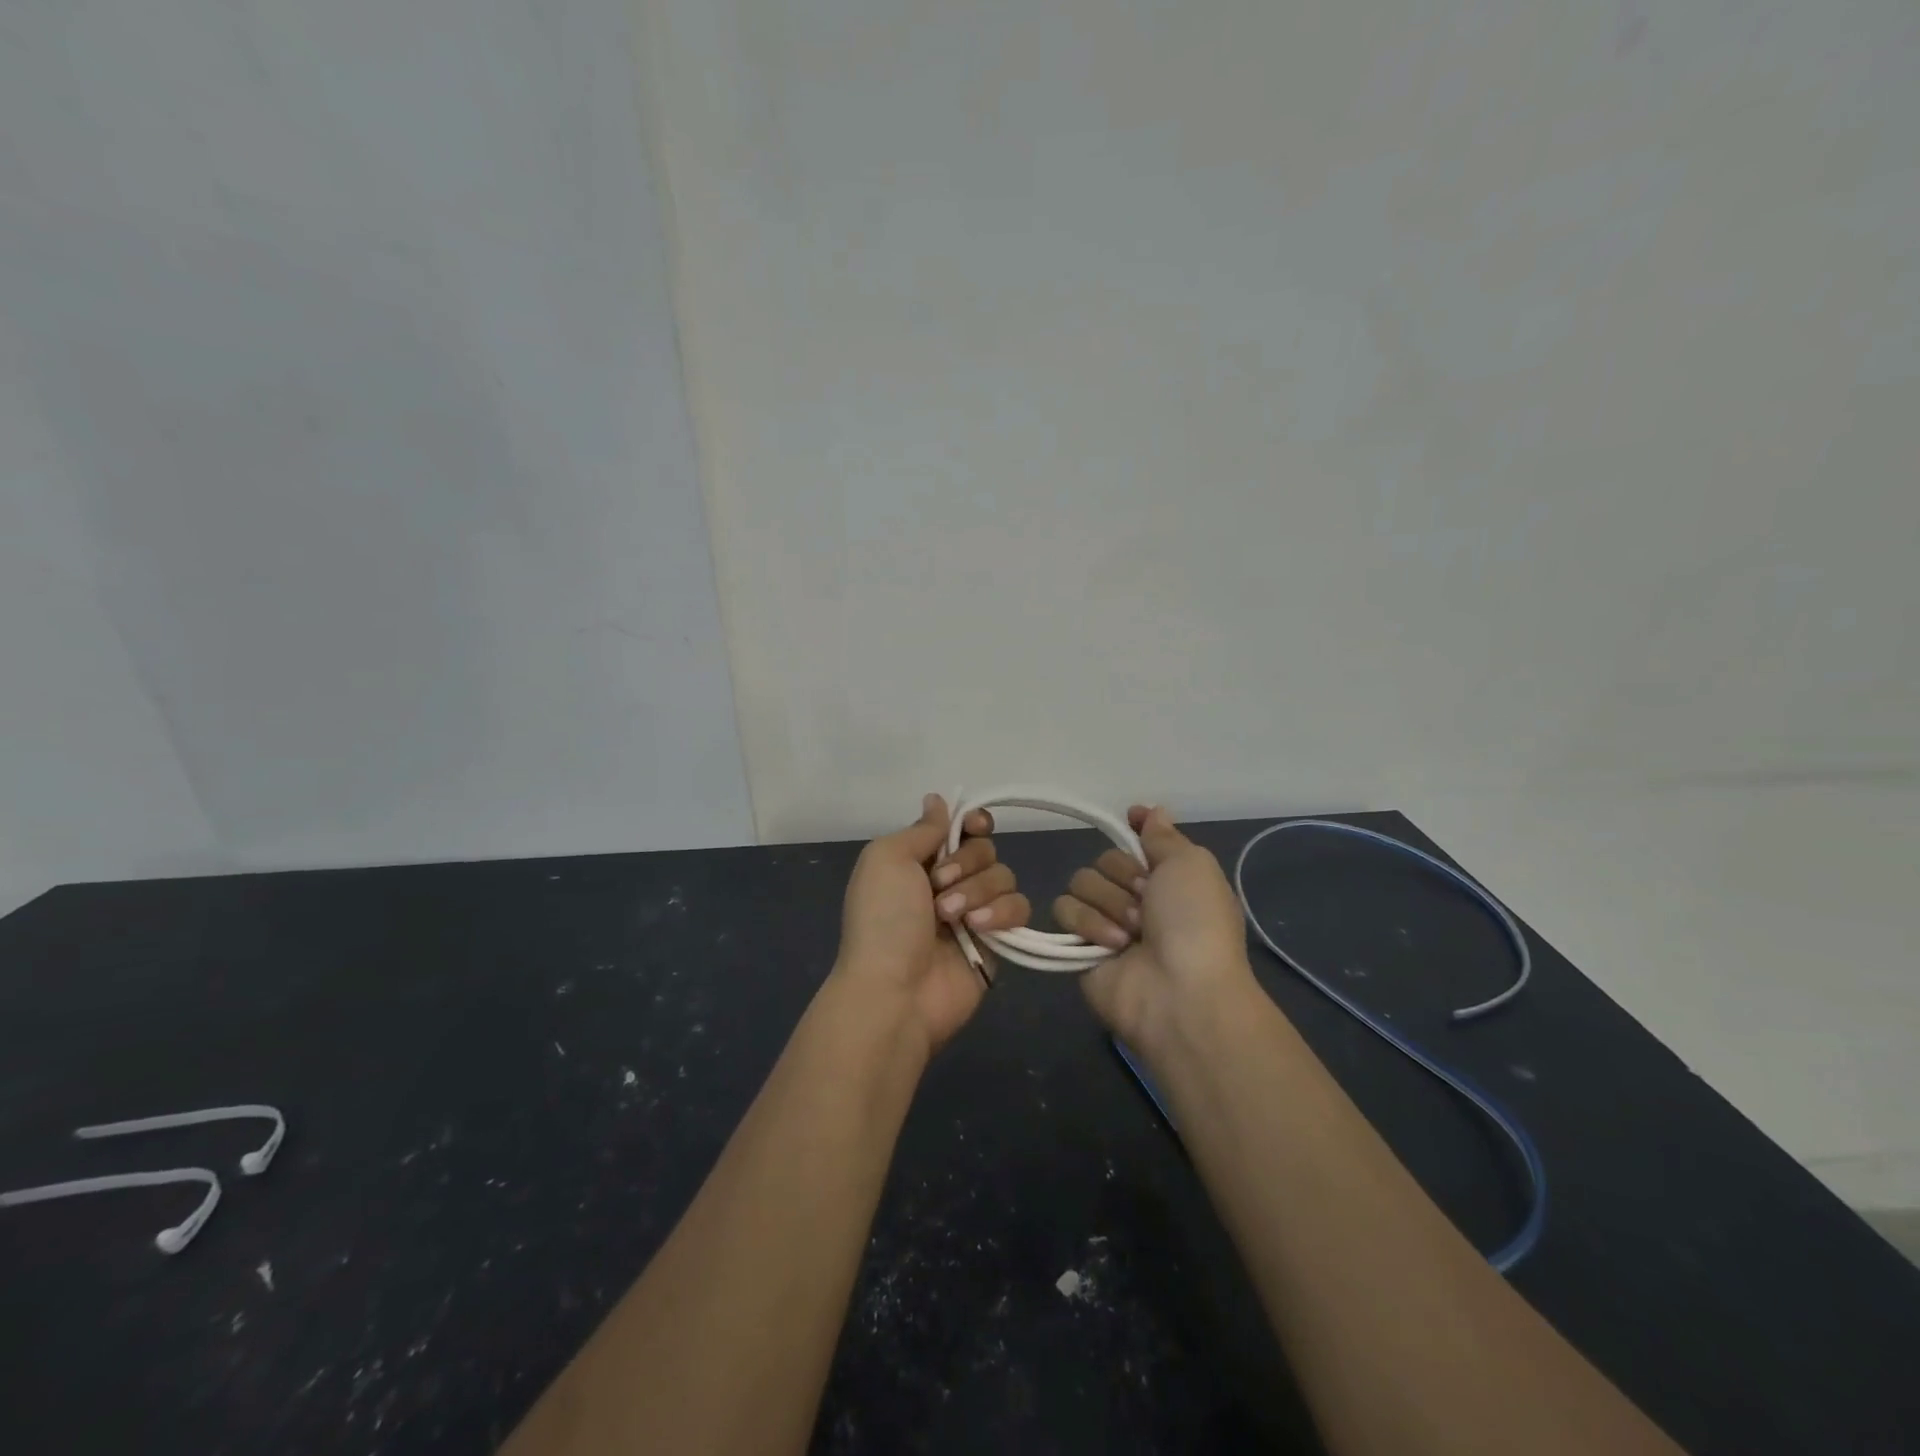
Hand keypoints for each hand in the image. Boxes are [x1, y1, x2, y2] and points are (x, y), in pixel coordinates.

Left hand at [833, 793, 1030, 1052]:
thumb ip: (922, 829)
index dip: (973, 822)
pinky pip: (1019, 908)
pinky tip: (979, 928)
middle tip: (938, 886)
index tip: (973, 826)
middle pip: (985, 848)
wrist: (894, 992)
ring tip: (950, 917)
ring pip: (1004, 875)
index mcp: (919, 860)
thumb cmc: (883, 919)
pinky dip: (1002, 912)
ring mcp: (975, 912)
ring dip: (977, 891)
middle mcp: (949, 882)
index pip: (961, 827)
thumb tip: (938, 799)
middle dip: (966, 863)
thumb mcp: (887, 859)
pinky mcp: (998, 940)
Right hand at [1051, 805, 1259, 1055]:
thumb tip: (1151, 810)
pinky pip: (1064, 910)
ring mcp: (1107, 922)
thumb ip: (1164, 836)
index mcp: (1170, 879)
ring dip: (1109, 903)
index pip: (1140, 841)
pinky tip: (1112, 945)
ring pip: (1081, 882)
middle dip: (1123, 877)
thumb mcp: (1192, 865)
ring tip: (1132, 933)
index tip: (1132, 818)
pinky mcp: (1079, 946)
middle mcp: (1138, 898)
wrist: (1179, 993)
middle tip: (1146, 904)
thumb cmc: (1194, 922)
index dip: (1135, 829)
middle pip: (1104, 860)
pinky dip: (1088, 923)